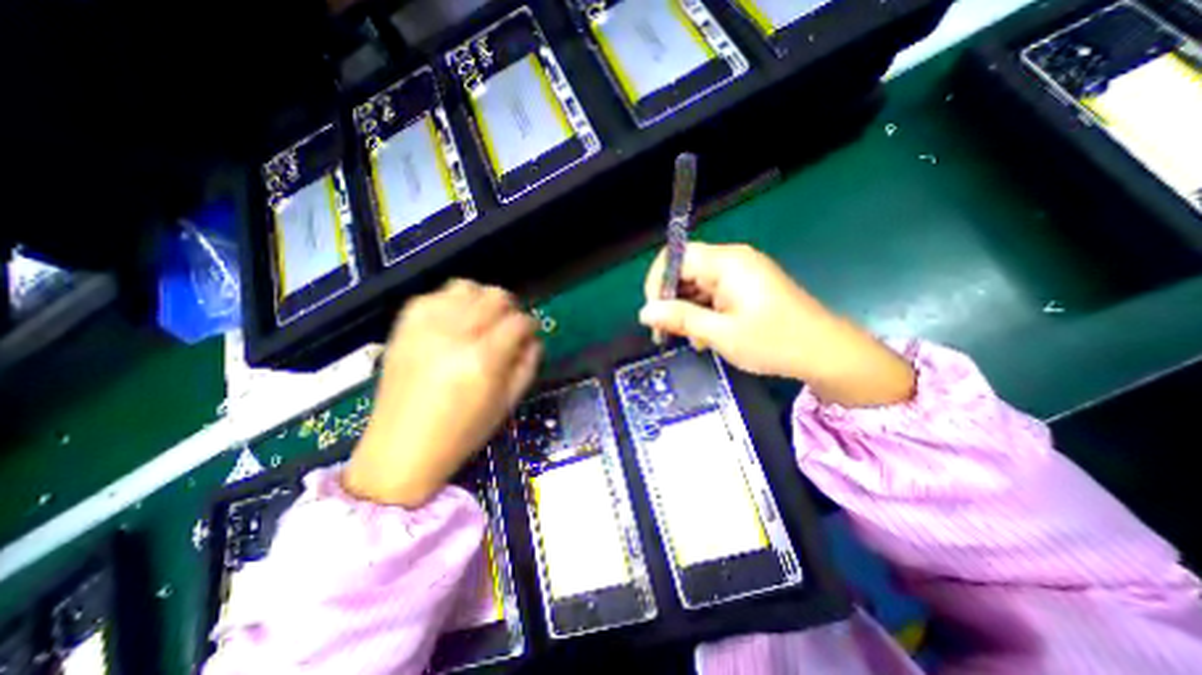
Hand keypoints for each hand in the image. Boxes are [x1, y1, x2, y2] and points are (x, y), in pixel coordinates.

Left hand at [342, 277, 539, 505]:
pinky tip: (453, 322)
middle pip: (495, 296)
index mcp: (483, 359)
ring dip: (481, 300)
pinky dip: (451, 302)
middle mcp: (455, 334)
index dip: (530, 325)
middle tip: (508, 326)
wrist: (401, 449)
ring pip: (466, 286)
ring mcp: (425, 327)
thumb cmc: (463, 432)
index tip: (529, 334)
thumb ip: (528, 363)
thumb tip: (533, 338)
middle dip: (510, 308)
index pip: (518, 322)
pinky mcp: (403, 326)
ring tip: (481, 320)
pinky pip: (434, 295)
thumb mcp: (508, 402)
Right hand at [642, 244, 916, 409]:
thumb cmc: (774, 342)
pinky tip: (706, 336)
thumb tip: (645, 312)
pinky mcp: (746, 287)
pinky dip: (703, 312)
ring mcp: (741, 273)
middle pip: (686, 270)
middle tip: (668, 332)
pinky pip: (712, 293)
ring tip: (691, 339)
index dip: (658, 281)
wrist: (825, 353)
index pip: (677, 256)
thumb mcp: (721, 334)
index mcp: (728, 263)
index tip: (654, 313)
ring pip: (697, 284)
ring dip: (687, 310)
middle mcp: (733, 260)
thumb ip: (680, 319)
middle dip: (671, 299)